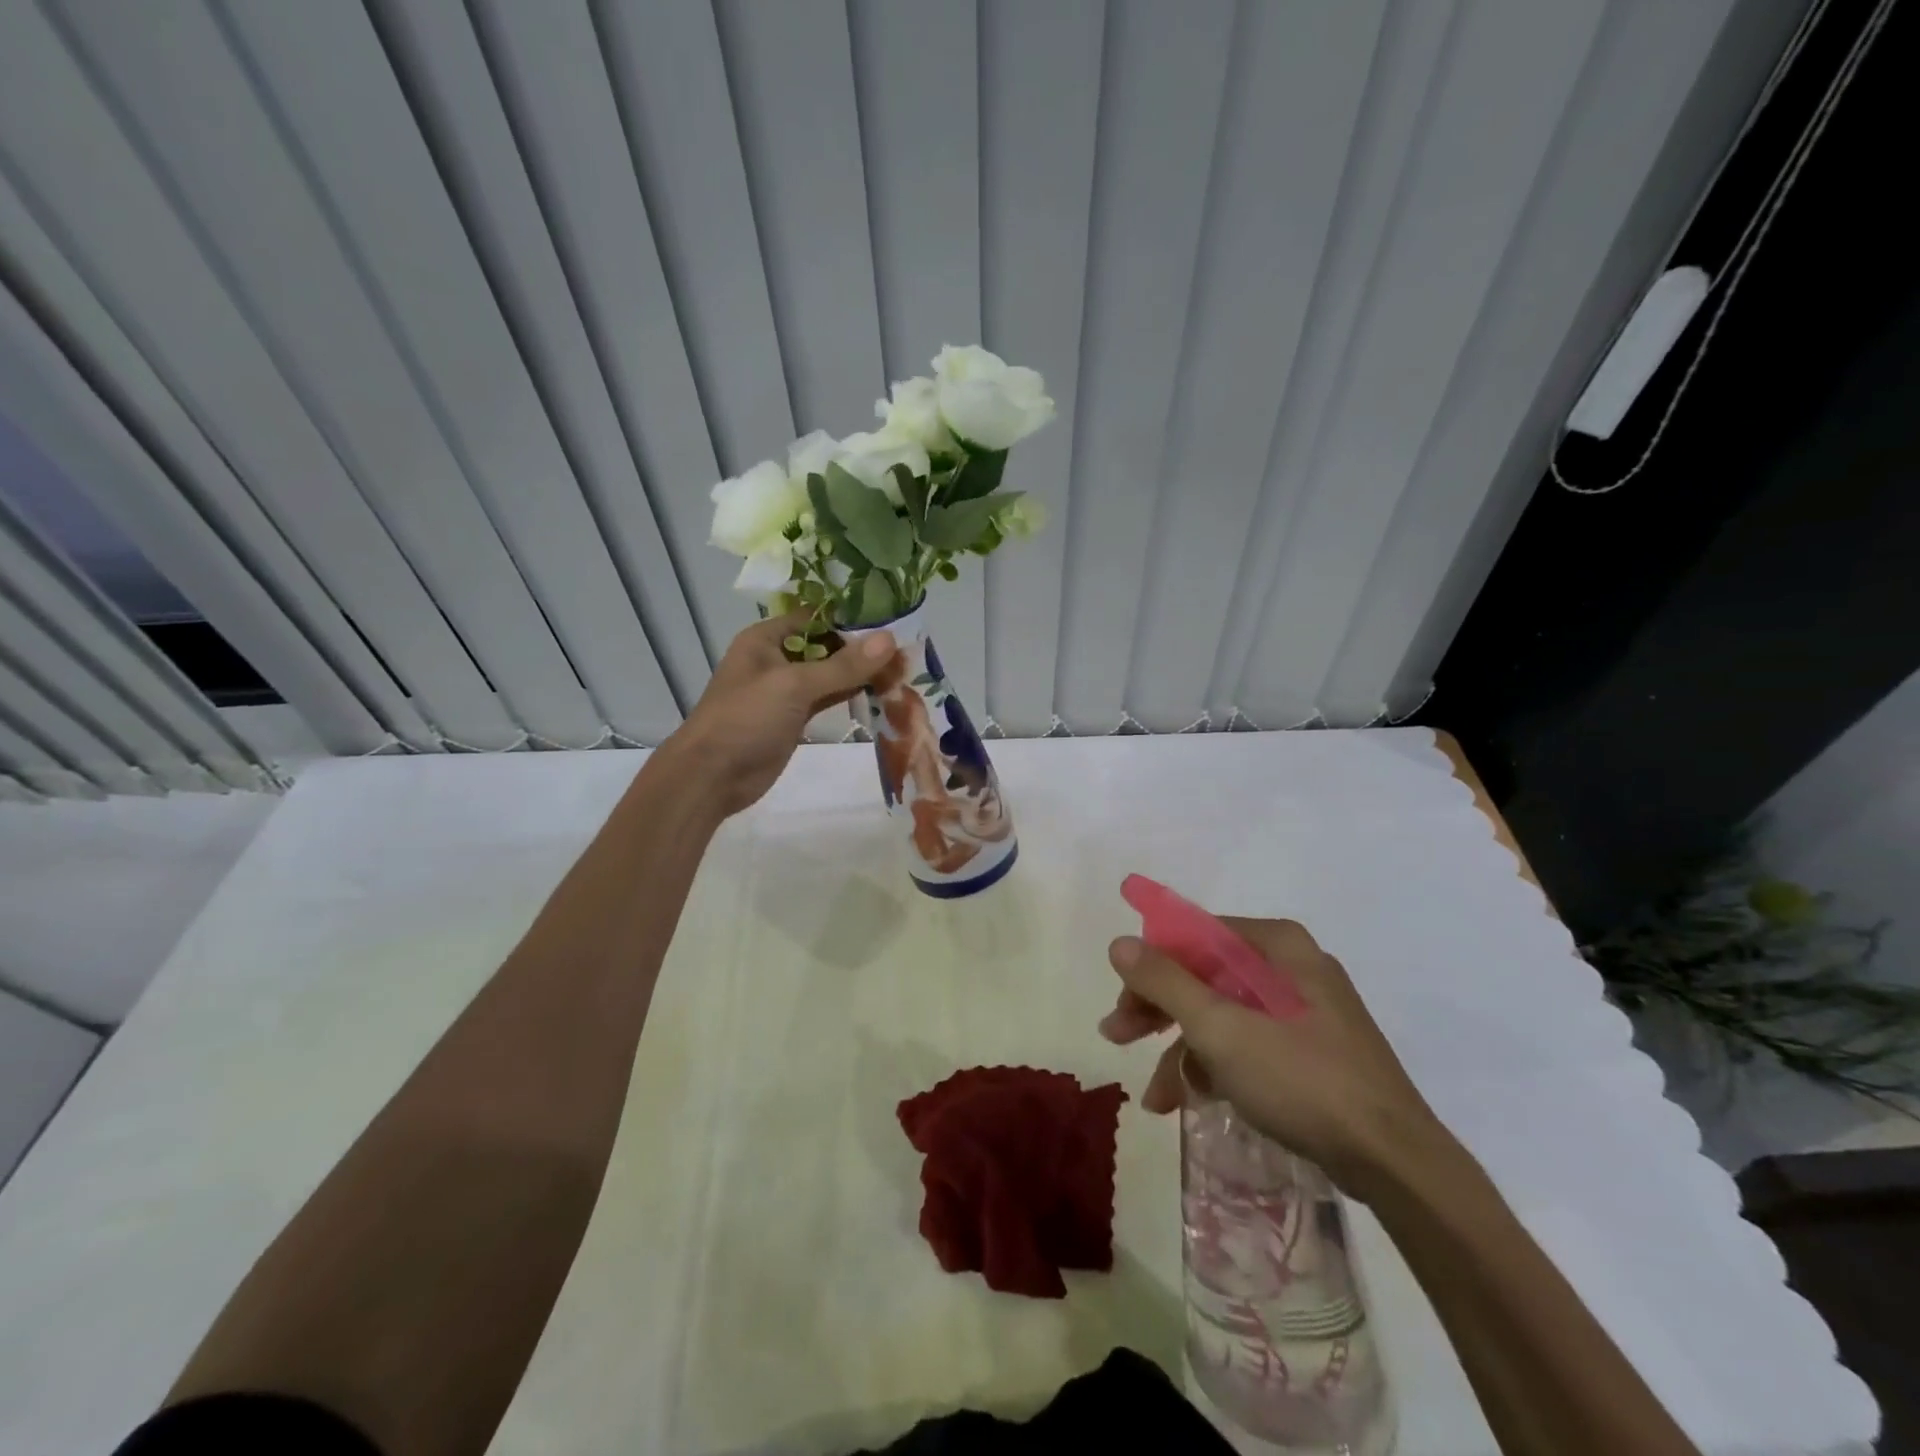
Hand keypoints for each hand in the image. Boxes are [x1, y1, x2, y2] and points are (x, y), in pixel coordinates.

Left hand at [665, 613, 895, 817]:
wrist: (712, 776)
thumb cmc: (746, 719)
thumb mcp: (795, 686)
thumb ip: (843, 665)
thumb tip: (890, 639)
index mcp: (766, 638)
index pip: (814, 616)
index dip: (849, 616)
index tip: (891, 618)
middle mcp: (776, 658)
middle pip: (825, 644)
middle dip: (861, 646)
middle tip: (905, 645)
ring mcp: (786, 691)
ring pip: (829, 673)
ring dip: (860, 672)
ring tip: (902, 666)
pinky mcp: (795, 718)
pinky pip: (827, 698)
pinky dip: (850, 694)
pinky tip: (881, 691)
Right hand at [1100, 917, 1451, 1201]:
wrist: (1396, 1164)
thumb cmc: (1302, 1080)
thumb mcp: (1220, 1029)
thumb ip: (1165, 981)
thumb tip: (1119, 942)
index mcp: (1277, 946)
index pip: (1196, 936)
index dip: (1151, 965)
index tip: (1123, 1000)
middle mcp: (1292, 968)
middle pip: (1205, 975)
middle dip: (1158, 1010)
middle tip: (1117, 1036)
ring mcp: (1305, 1012)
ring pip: (1224, 1014)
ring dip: (1182, 1049)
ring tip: (1154, 1097)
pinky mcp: (1313, 1052)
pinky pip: (1249, 1043)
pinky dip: (1217, 1067)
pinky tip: (1191, 1100)